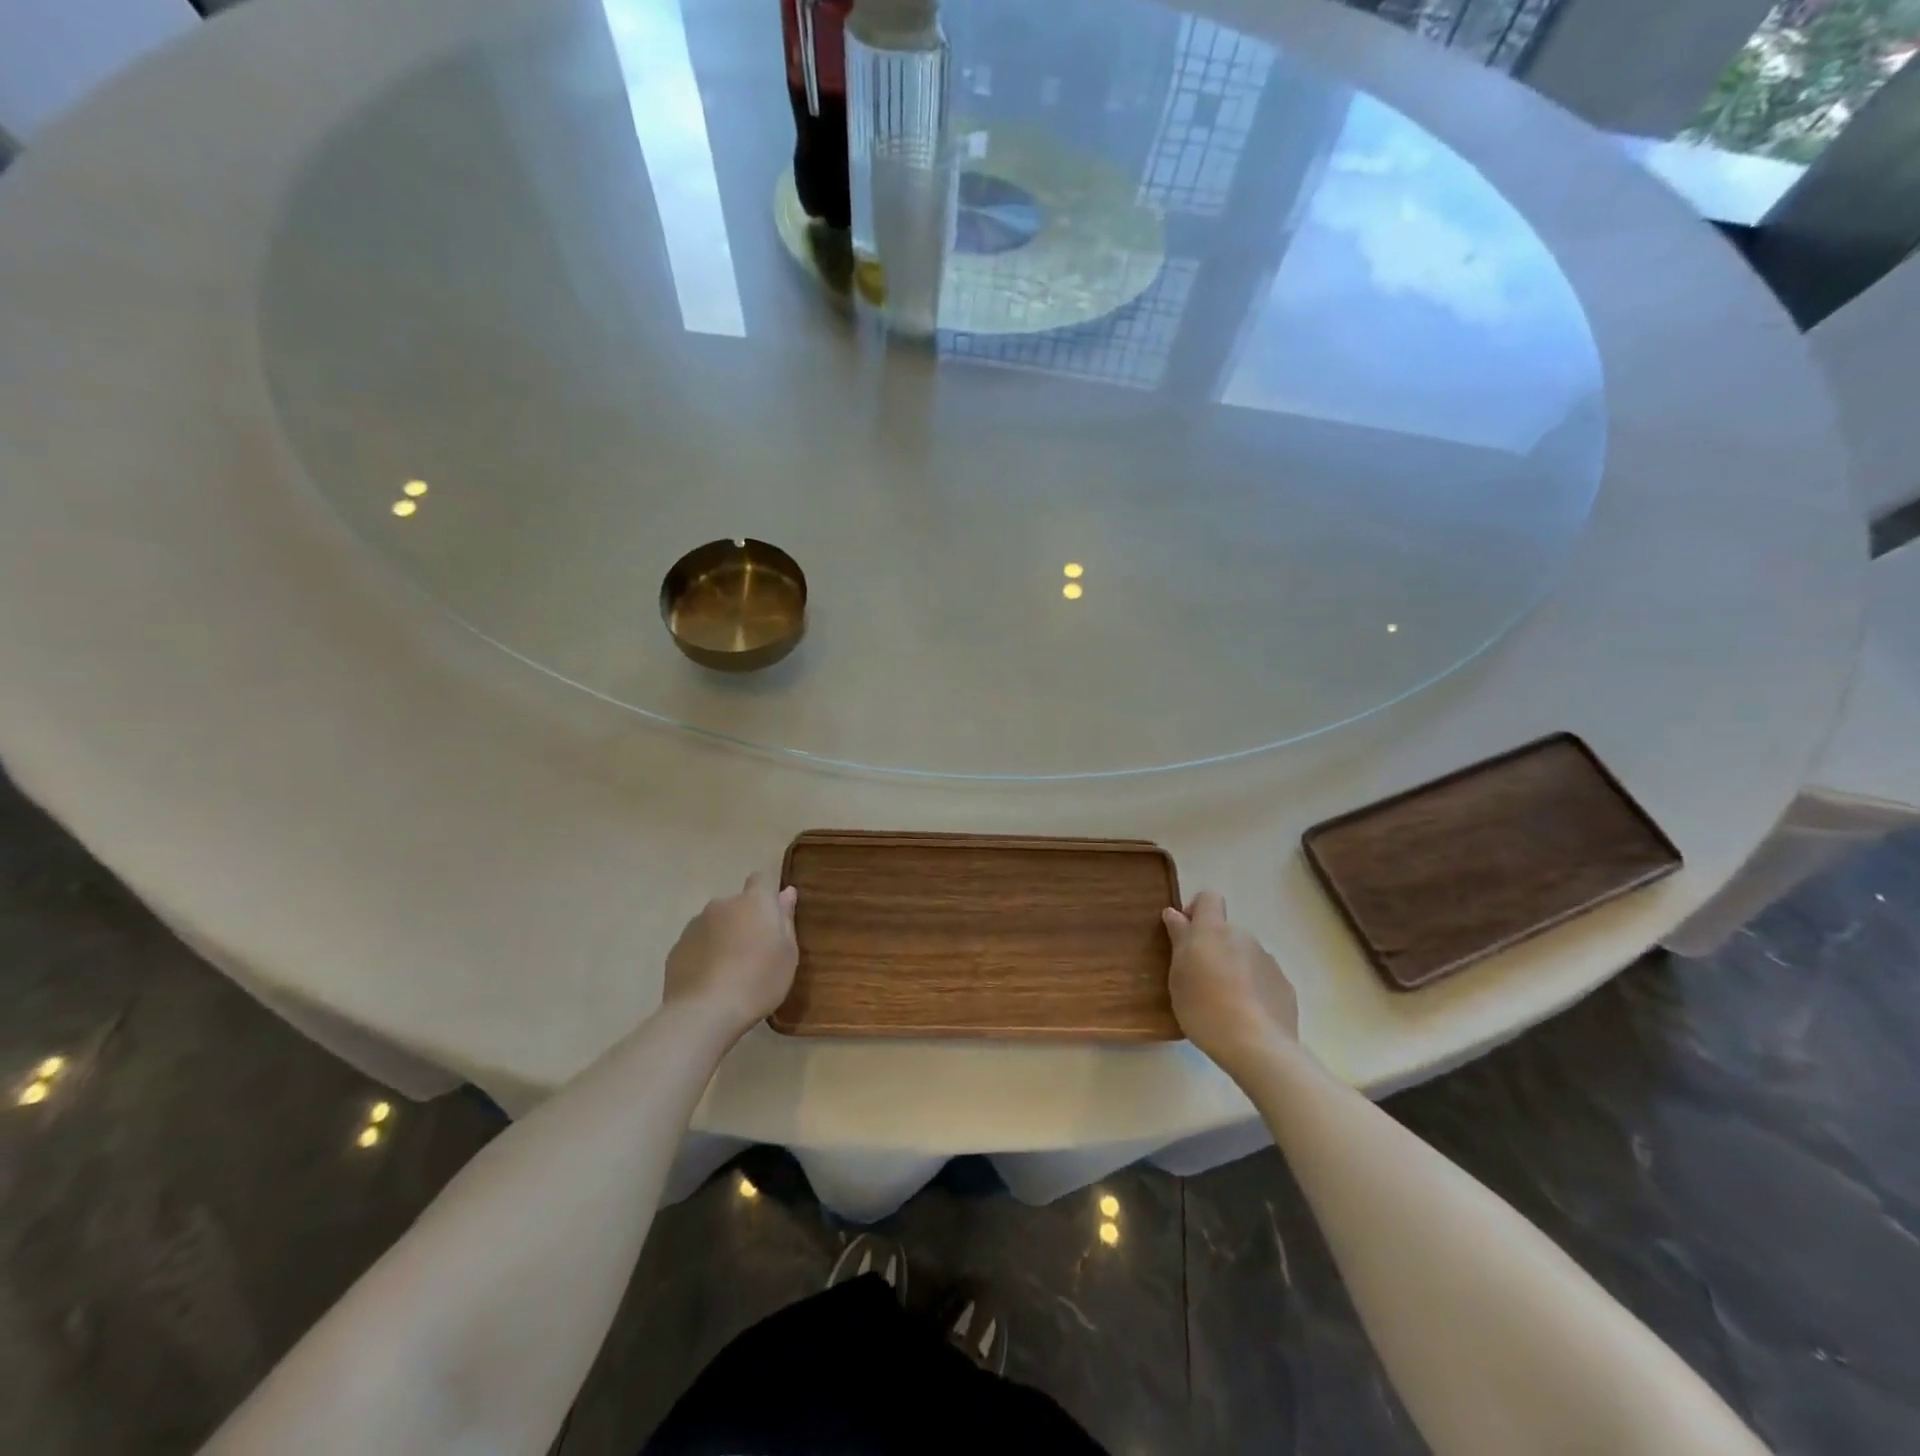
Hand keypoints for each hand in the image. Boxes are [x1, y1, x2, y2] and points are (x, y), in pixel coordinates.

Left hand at [662, 873, 799, 1040]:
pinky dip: (705, 955)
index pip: (761, 879)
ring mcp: (695, 925)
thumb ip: (786, 919)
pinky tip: (710, 982)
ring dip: (724, 937)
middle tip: (755, 953)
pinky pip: (698, 945)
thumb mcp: (788, 953)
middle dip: (745, 920)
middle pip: (737, 905)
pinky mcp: (676, 948)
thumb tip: (786, 892)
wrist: (704, 1013)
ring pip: (716, 924)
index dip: (767, 893)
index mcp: (754, 902)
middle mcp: (722, 905)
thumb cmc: (759, 980)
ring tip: (731, 971)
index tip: (773, 915)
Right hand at [1163, 890, 1297, 1077]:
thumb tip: (1175, 913)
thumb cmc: (1204, 1006)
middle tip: (1199, 979)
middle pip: (1225, 931)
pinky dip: (1252, 989)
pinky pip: (1262, 978)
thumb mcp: (1178, 975)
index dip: (1196, 910)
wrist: (1257, 1046)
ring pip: (1244, 955)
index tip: (1185, 935)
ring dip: (1233, 968)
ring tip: (1223, 1003)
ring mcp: (1268, 961)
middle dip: (1213, 947)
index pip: (1208, 898)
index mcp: (1214, 930)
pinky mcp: (1284, 986)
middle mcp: (1244, 937)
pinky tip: (1245, 1015)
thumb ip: (1179, 939)